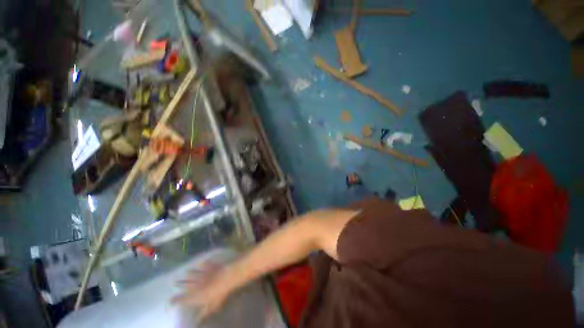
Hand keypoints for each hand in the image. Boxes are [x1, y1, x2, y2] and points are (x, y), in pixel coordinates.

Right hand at [171, 262, 233, 319]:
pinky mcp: (209, 267)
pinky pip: (204, 264)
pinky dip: (201, 264)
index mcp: (195, 296)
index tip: (169, 300)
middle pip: (185, 284)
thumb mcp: (212, 307)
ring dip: (189, 273)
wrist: (225, 278)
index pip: (182, 299)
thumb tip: (197, 321)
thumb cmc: (219, 295)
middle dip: (179, 284)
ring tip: (185, 272)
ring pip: (192, 273)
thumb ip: (204, 313)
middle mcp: (196, 285)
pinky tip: (200, 262)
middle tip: (173, 282)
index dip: (175, 300)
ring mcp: (202, 274)